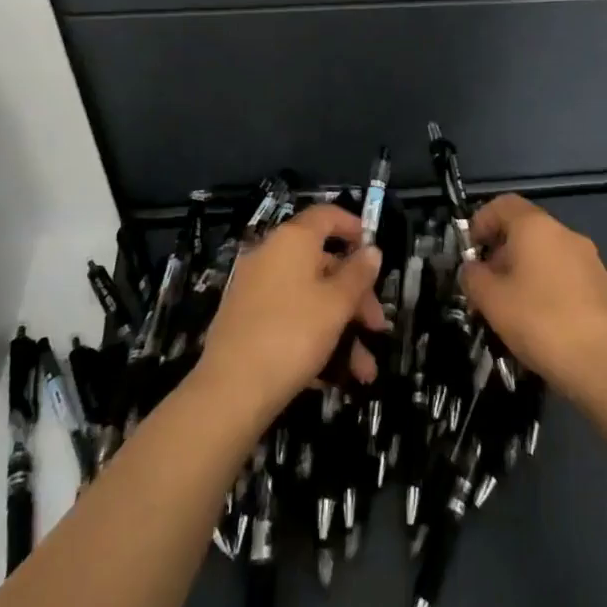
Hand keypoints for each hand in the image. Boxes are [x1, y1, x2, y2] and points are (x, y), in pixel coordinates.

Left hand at [196, 205, 385, 422]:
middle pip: (323, 263)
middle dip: (356, 296)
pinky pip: (289, 318)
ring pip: (309, 298)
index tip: (374, 253)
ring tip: (362, 371)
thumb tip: (371, 250)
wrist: (230, 391)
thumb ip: (358, 274)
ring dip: (341, 329)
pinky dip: (314, 338)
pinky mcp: (246, 321)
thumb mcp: (337, 303)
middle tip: (376, 328)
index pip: (327, 216)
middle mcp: (270, 256)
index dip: (353, 228)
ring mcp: (254, 289)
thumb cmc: (293, 334)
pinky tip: (333, 376)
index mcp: (292, 240)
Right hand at [460, 194, 606, 394]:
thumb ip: (473, 278)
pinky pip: (562, 274)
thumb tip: (472, 269)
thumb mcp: (492, 300)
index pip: (503, 204)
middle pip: (524, 229)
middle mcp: (564, 233)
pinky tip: (537, 320)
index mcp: (536, 226)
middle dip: (499, 253)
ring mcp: (587, 258)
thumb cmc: (540, 321)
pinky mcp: (600, 285)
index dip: (481, 221)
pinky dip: (544, 286)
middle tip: (484, 287)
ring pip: (544, 254)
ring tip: (508, 309)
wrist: (606, 363)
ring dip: (521, 272)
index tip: (468, 252)